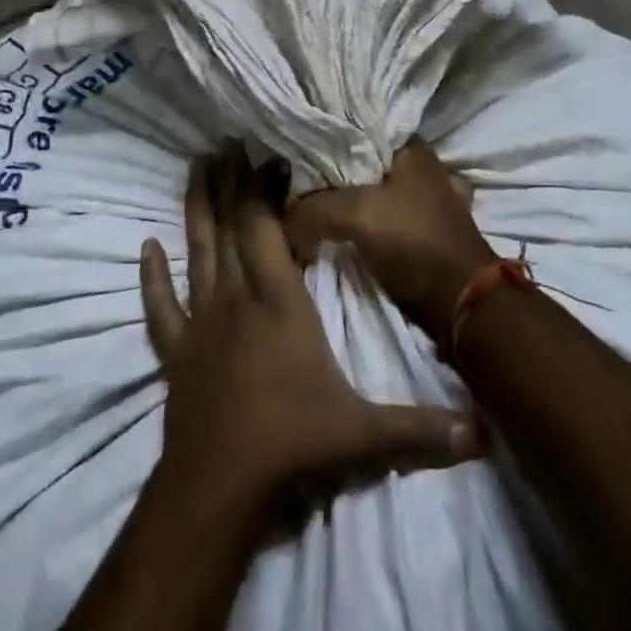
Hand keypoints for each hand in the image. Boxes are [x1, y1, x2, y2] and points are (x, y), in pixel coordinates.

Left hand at [140, 147, 479, 515]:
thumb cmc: (292, 447)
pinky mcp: (176, 351)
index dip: (265, 188)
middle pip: (229, 226)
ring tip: (196, 165)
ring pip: (196, 251)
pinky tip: (147, 248)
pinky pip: (161, 306)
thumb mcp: (363, 435)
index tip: (271, 155)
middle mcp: (236, 299)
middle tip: (227, 140)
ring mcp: (200, 323)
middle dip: (230, 181)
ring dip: (196, 207)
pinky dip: (153, 276)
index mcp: (279, 303)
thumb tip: (483, 433)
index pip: (267, 229)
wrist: (218, 490)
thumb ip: (421, 428)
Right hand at [284, 140, 497, 334]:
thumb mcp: (354, 214)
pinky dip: (360, 224)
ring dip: (344, 202)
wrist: (459, 298)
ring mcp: (424, 199)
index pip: (356, 129)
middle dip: (329, 175)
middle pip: (360, 163)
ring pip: (369, 191)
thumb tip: (282, 220)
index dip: (323, 141)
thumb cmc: (412, 239)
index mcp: (411, 147)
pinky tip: (337, 231)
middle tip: (294, 186)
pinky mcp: (422, 229)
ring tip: (308, 209)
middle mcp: (420, 166)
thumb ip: (311, 209)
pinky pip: (380, 218)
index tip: (292, 155)